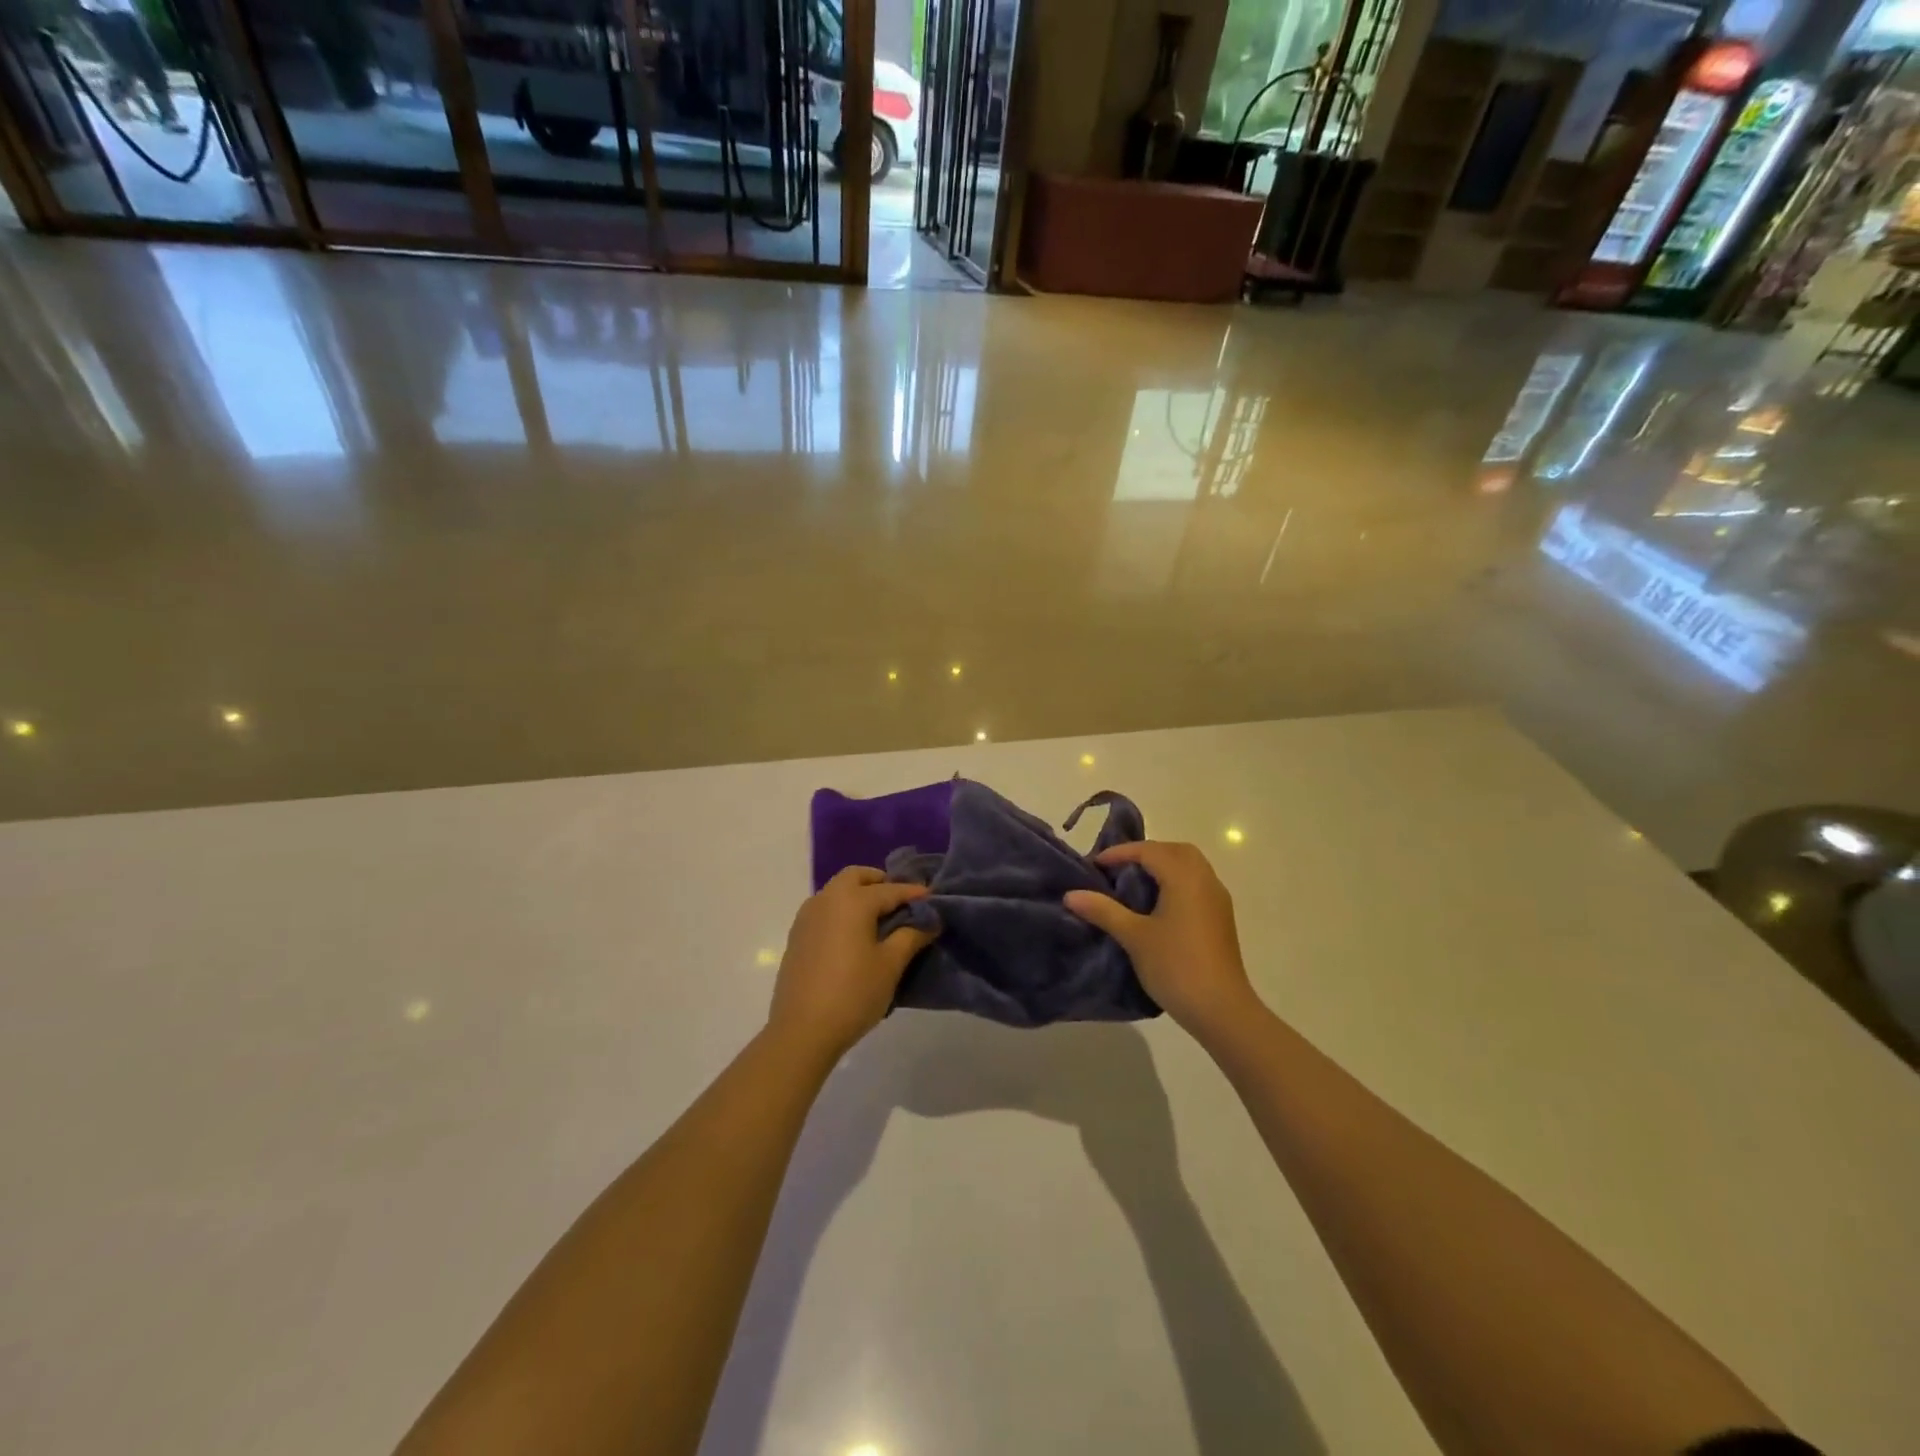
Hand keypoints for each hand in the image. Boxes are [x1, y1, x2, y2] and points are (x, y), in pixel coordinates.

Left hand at [768, 867, 935, 1060]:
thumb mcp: (890, 965)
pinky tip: (855, 936)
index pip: (890, 890)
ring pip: (837, 891)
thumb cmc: (853, 994)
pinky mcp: (797, 936)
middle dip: (880, 883)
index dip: (914, 893)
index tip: (934, 898)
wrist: (802, 1031)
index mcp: (852, 901)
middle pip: (856, 877)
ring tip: (880, 920)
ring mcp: (807, 917)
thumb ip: (911, 936)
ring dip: (859, 895)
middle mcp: (826, 899)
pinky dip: (842, 911)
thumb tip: (929, 921)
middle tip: (901, 902)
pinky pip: (824, 910)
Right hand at [1064, 841, 1257, 1041]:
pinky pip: (1197, 884)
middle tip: (1118, 868)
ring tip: (1135, 884)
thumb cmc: (1176, 967)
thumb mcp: (1134, 937)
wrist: (1222, 1010)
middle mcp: (1205, 880)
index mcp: (1185, 878)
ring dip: (1163, 866)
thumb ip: (1103, 910)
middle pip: (1175, 851)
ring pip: (1189, 866)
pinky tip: (1158, 905)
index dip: (1120, 853)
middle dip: (1145, 853)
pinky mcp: (1221, 918)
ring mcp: (1217, 900)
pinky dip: (1176, 881)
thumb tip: (1071, 894)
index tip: (1095, 865)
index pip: (1150, 851)